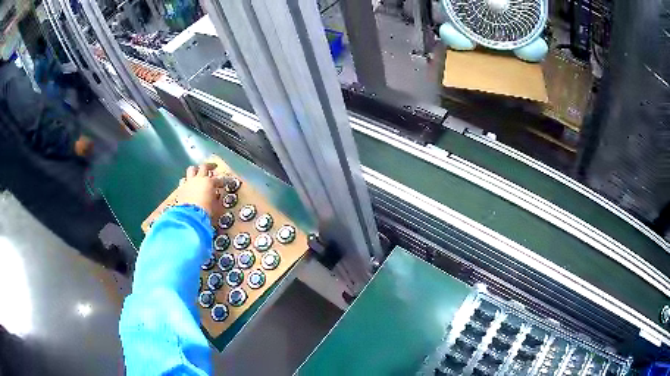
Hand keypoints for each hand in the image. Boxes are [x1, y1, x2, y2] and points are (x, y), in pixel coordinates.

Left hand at [175, 163, 223, 219]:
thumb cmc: (206, 211)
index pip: (218, 179)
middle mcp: (199, 179)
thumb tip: (215, 196)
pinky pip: (183, 181)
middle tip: (213, 167)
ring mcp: (189, 182)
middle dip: (209, 166)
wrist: (190, 216)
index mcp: (209, 182)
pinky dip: (186, 182)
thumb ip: (215, 198)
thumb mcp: (215, 206)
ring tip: (197, 173)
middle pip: (204, 167)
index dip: (222, 182)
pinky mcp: (181, 188)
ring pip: (191, 170)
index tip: (224, 184)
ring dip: (195, 171)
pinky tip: (188, 185)